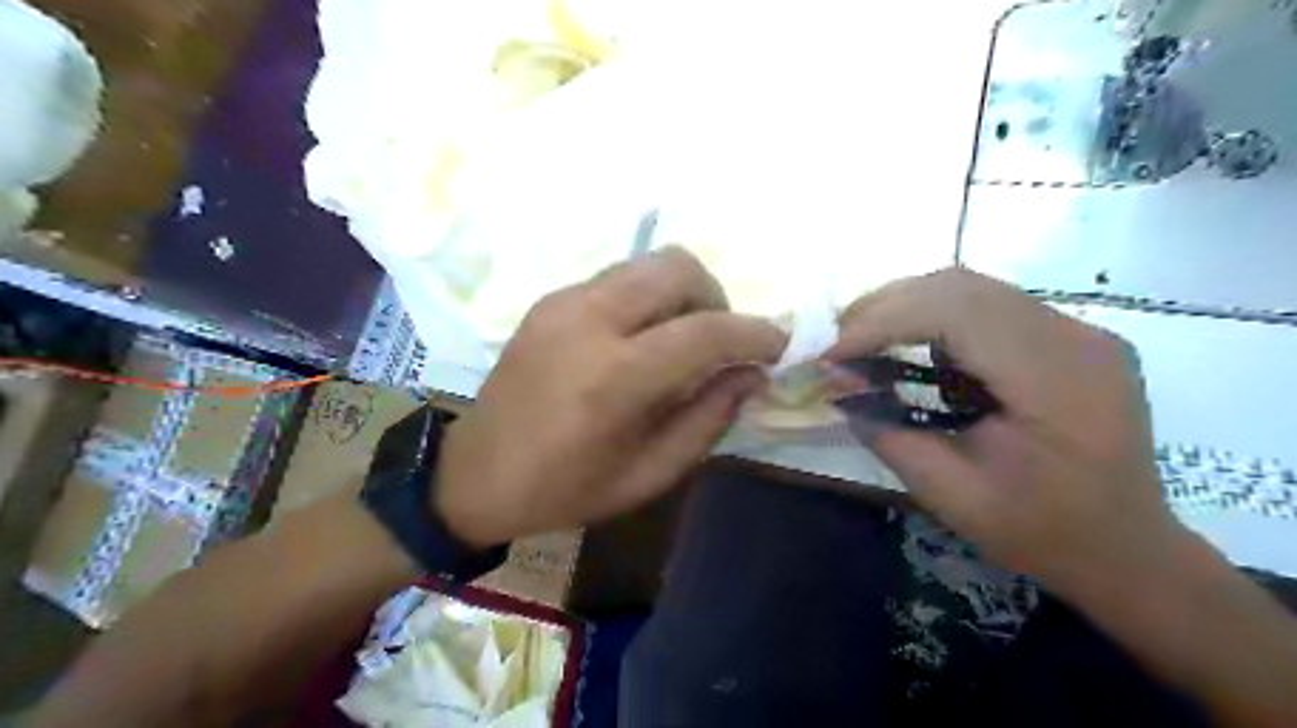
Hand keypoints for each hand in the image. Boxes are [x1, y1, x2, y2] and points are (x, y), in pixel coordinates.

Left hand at [435, 245, 783, 544]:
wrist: (474, 474)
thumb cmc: (565, 489)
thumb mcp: (648, 475)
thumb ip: (708, 419)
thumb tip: (751, 374)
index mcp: (614, 378)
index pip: (705, 331)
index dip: (754, 334)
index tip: (778, 345)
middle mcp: (589, 321)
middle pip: (678, 267)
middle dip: (716, 298)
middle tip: (720, 342)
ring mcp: (563, 302)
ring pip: (648, 263)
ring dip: (682, 293)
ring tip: (681, 339)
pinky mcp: (549, 300)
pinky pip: (618, 278)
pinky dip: (647, 298)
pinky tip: (640, 339)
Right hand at [830, 267, 1183, 597]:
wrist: (1127, 551)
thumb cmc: (1042, 533)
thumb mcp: (950, 495)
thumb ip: (887, 432)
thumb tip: (836, 383)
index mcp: (1056, 380)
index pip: (954, 313)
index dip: (880, 323)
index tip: (830, 355)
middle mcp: (1074, 337)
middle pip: (960, 286)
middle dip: (885, 307)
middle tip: (838, 344)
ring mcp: (1078, 331)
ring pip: (971, 287)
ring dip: (907, 306)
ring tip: (863, 341)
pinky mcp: (1068, 337)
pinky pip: (989, 306)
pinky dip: (935, 316)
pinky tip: (909, 344)